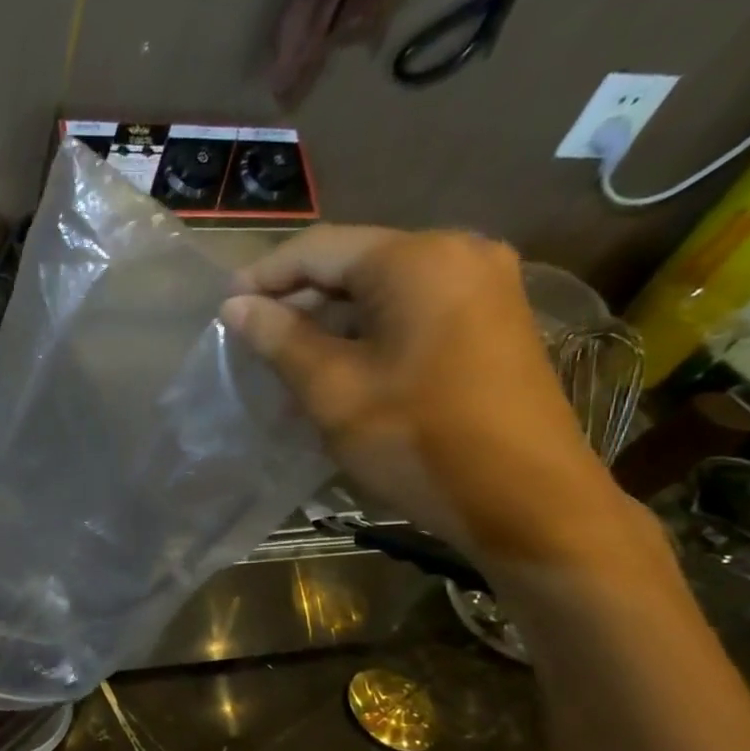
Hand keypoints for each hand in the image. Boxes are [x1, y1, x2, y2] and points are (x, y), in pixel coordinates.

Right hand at [222, 225, 627, 567]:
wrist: (527, 501)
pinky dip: (370, 328)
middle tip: (252, 338)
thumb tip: (236, 306)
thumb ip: (280, 339)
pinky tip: (342, 364)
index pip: (319, 249)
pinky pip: (415, 306)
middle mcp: (459, 252)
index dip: (263, 277)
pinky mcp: (494, 319)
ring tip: (288, 357)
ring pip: (384, 286)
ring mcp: (486, 284)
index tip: (223, 311)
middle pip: (355, 261)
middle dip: (298, 297)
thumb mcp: (333, 390)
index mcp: (417, 260)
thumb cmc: (418, 440)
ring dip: (331, 317)